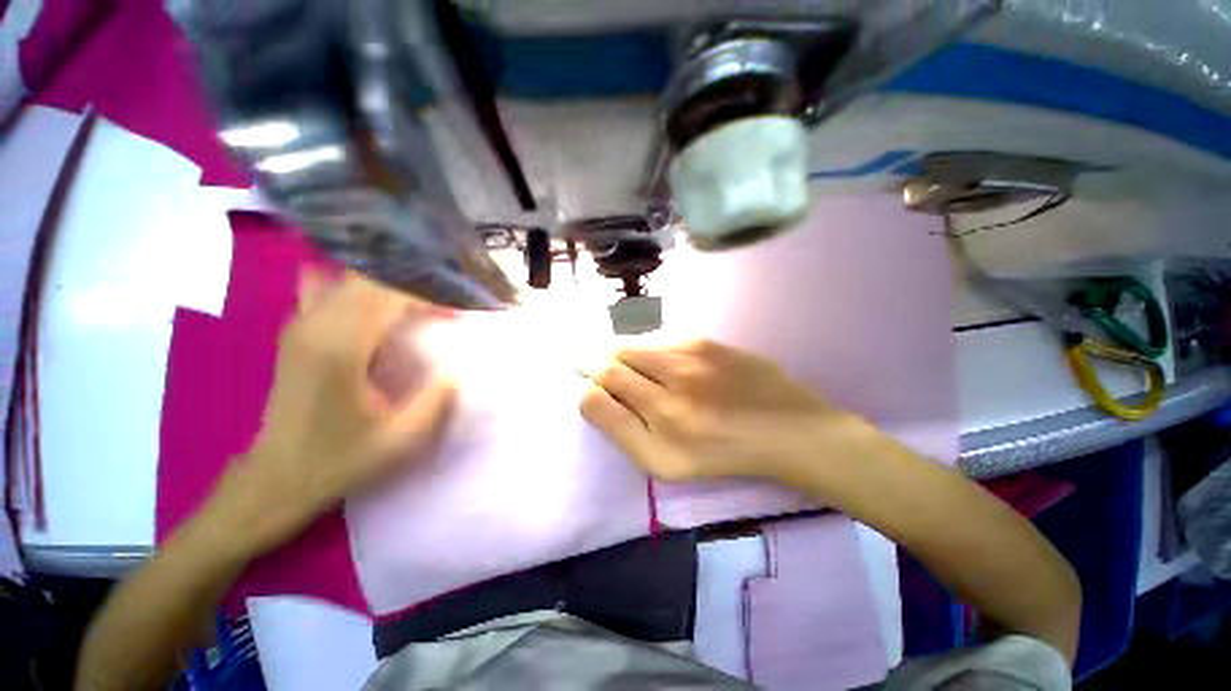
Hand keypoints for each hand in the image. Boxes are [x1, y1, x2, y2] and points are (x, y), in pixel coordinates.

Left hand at [215, 270, 455, 550]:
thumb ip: (436, 399)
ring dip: (390, 284)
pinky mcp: (297, 332)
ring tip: (420, 298)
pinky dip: (357, 288)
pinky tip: (375, 300)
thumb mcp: (400, 439)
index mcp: (342, 348)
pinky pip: (327, 289)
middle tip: (445, 303)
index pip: (390, 294)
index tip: (457, 311)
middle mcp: (317, 325)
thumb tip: (458, 369)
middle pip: (370, 278)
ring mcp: (301, 325)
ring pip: (349, 279)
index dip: (429, 296)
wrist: (275, 478)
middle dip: (413, 284)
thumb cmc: (339, 460)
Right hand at [580, 339, 868, 484]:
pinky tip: (655, 358)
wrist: (787, 429)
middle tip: (591, 365)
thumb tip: (593, 394)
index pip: (596, 397)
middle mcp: (670, 392)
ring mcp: (689, 361)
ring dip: (618, 353)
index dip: (586, 388)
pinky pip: (659, 339)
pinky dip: (647, 348)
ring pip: (632, 347)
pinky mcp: (706, 342)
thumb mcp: (666, 464)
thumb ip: (623, 431)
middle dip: (594, 363)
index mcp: (659, 433)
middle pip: (610, 365)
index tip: (588, 386)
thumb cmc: (724, 454)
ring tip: (620, 360)